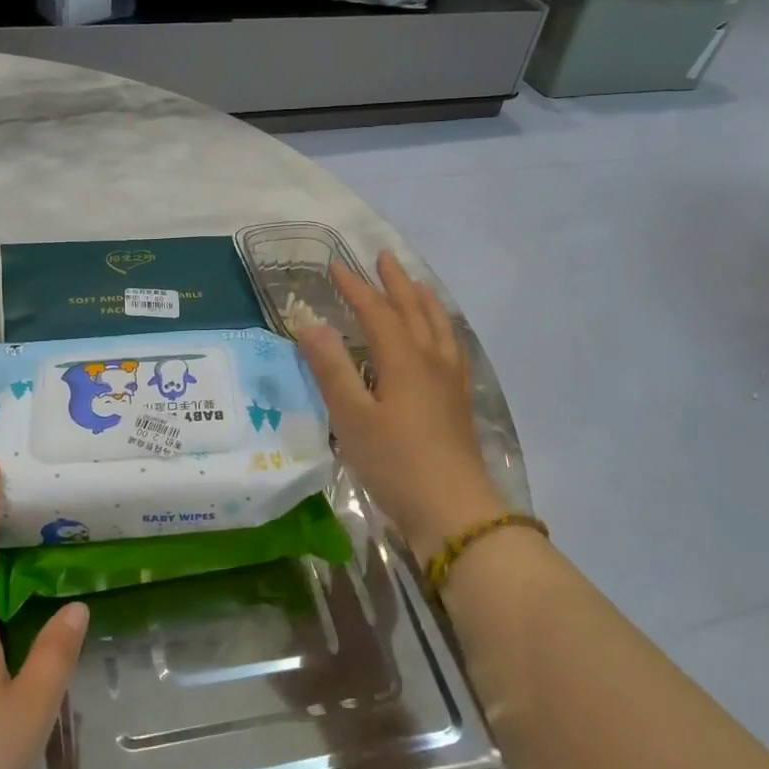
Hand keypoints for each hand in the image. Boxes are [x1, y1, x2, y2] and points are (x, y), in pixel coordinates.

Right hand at [298, 252, 507, 562]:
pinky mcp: (459, 401)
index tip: (336, 266)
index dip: (355, 288)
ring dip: (424, 300)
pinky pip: (452, 348)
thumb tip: (309, 323)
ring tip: (416, 285)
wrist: (453, 510)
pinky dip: (443, 329)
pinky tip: (442, 339)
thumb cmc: (395, 463)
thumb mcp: (352, 417)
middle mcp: (431, 361)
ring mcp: (451, 381)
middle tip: (382, 258)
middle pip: (414, 310)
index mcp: (404, 360)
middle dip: (395, 283)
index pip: (377, 312)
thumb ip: (331, 368)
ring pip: (439, 327)